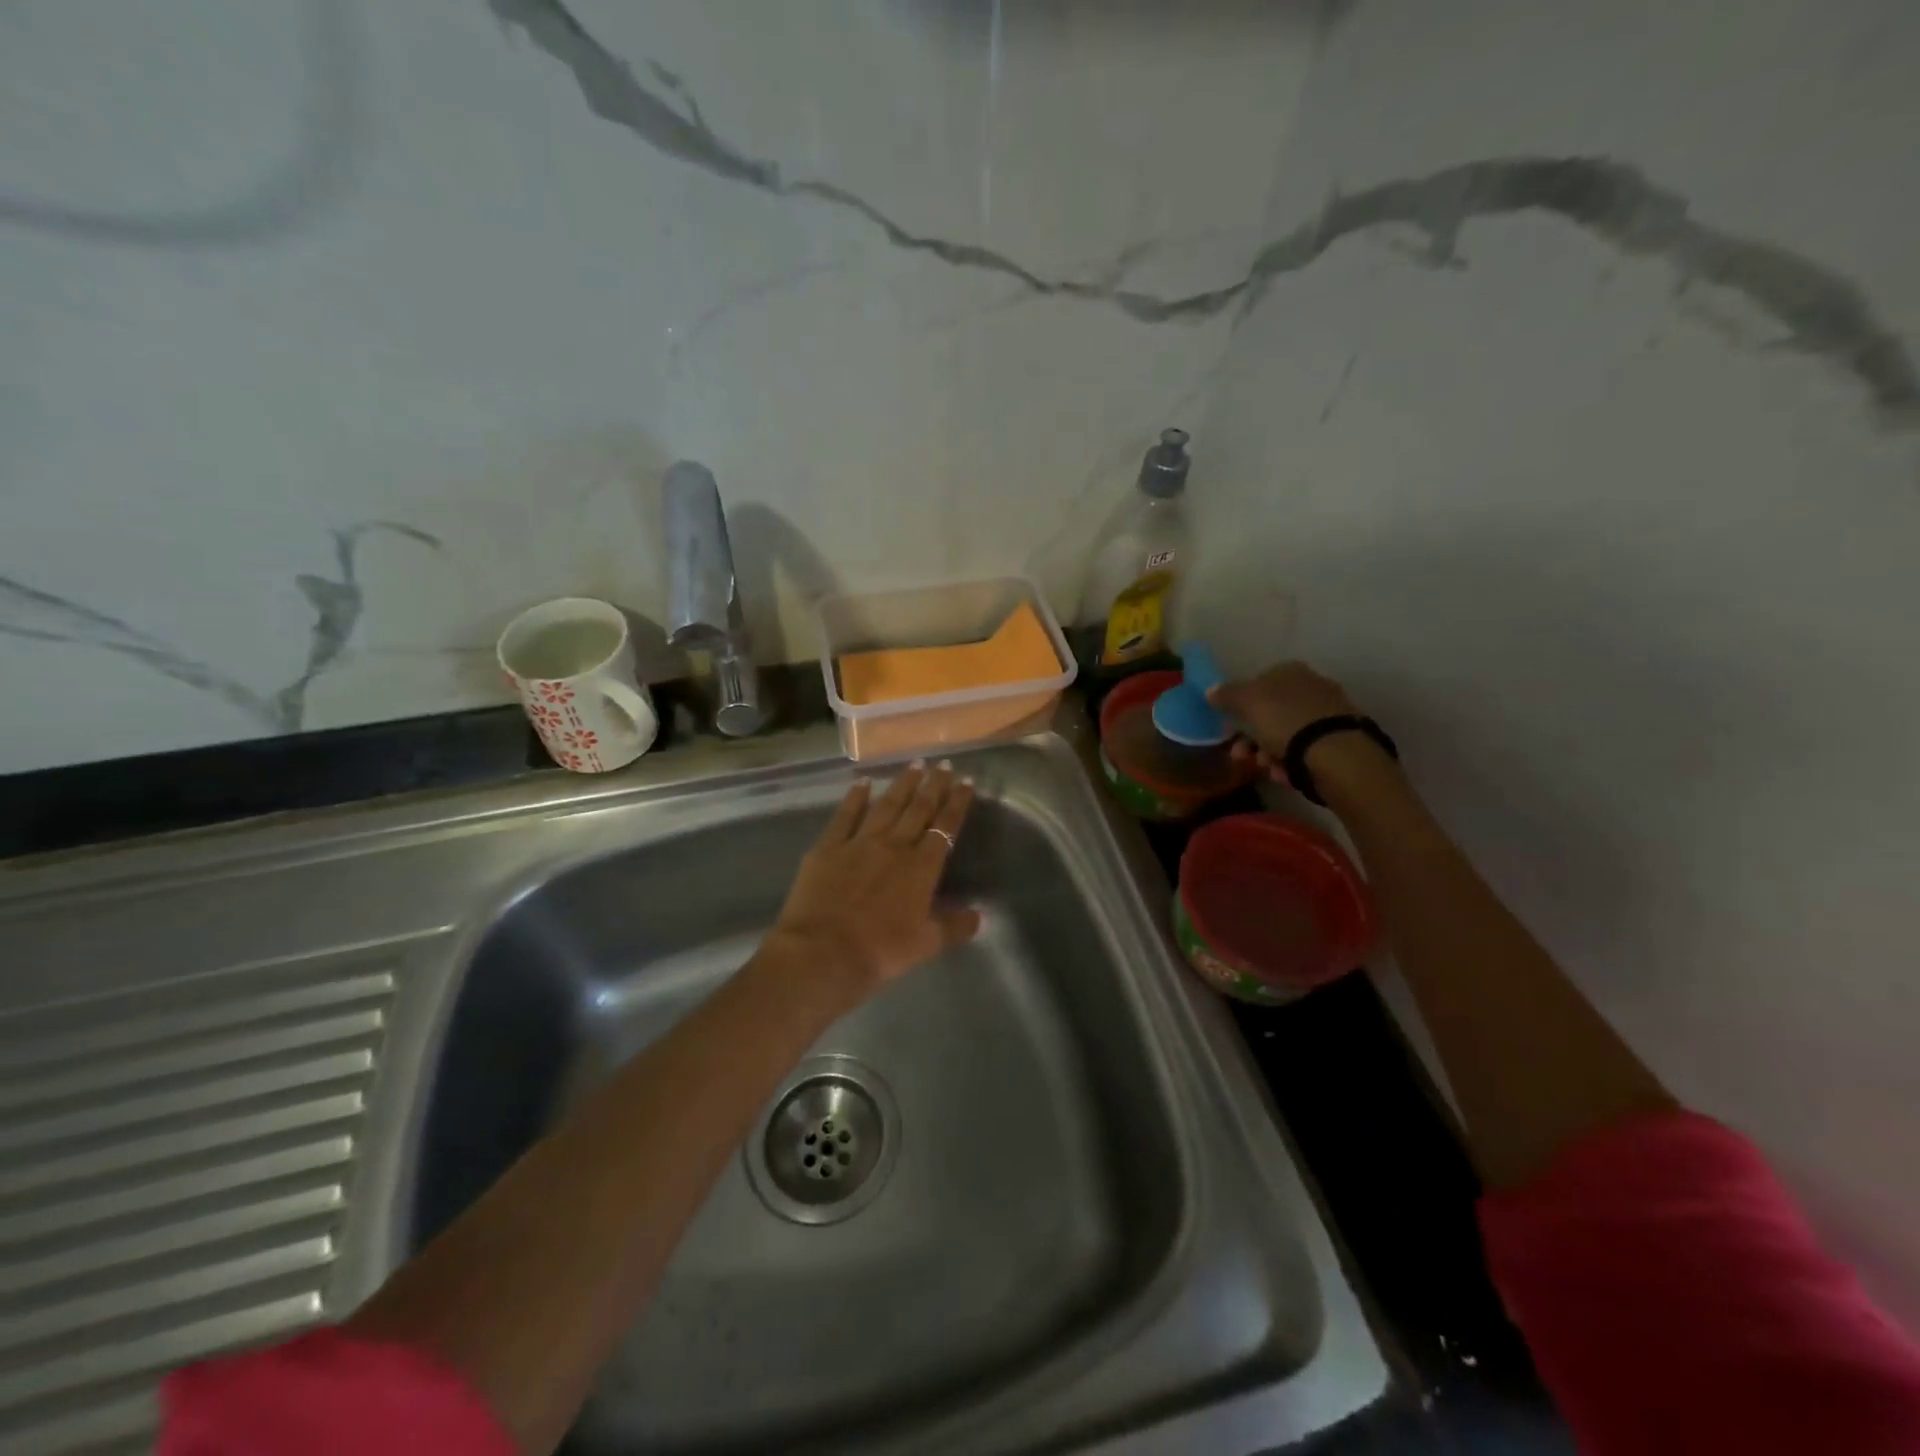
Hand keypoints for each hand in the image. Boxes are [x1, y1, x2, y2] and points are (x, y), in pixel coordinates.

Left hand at [762, 761, 980, 1000]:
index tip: (967, 781)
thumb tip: (978, 915)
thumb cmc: (881, 951)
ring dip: (902, 784)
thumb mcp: (927, 944)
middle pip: (918, 809)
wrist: (824, 953)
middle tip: (943, 764)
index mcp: (922, 867)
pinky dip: (855, 797)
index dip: (958, 803)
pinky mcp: (828, 847)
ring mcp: (859, 842)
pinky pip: (845, 815)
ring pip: (886, 805)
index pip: (945, 827)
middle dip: (934, 785)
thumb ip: (954, 927)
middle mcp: (894, 846)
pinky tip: (862, 782)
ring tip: (914, 765)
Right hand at [1207, 661, 1361, 784]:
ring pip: (1286, 734)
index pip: (1259, 681)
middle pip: (1271, 712)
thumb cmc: (1285, 721)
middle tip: (1241, 754)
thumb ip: (1227, 694)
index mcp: (1291, 671)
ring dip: (1268, 753)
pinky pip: (1304, 750)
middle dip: (1252, 736)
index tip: (1230, 725)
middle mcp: (1312, 686)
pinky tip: (1284, 774)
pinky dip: (1290, 762)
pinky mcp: (1339, 741)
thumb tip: (1210, 689)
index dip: (1241, 703)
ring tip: (1264, 768)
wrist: (1336, 754)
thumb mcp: (1247, 702)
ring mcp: (1328, 714)